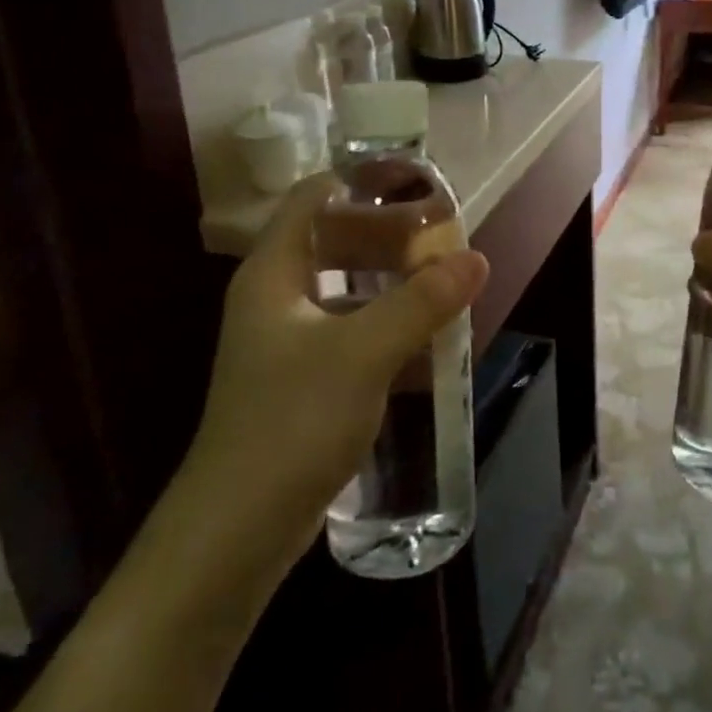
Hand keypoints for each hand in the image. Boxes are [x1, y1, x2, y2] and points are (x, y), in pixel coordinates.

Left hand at [175, 174, 488, 567]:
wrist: (235, 532)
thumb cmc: (291, 423)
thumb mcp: (363, 353)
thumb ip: (421, 302)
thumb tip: (475, 258)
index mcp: (273, 273)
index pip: (314, 197)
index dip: (361, 179)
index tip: (415, 180)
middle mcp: (274, 297)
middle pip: (332, 239)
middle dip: (386, 231)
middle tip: (441, 232)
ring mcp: (284, 340)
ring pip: (343, 287)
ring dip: (389, 279)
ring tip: (441, 277)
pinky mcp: (299, 379)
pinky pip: (347, 329)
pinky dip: (383, 321)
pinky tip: (423, 336)